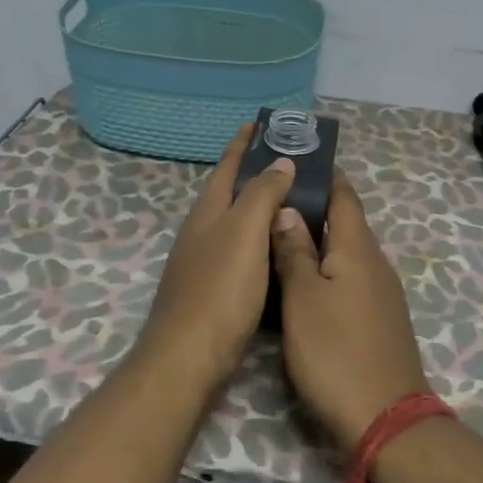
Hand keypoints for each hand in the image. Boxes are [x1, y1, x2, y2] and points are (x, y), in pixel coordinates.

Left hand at [139, 128, 296, 392]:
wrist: (189, 358)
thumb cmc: (220, 289)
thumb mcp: (244, 233)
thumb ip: (262, 195)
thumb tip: (281, 162)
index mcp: (208, 213)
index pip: (227, 167)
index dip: (242, 145)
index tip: (260, 124)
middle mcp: (202, 233)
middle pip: (230, 194)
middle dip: (255, 175)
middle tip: (292, 164)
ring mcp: (204, 263)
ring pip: (236, 225)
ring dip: (260, 210)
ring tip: (293, 203)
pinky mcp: (214, 292)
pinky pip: (243, 253)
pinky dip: (262, 242)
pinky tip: (279, 252)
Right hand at [270, 172, 432, 448]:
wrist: (384, 417)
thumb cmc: (335, 351)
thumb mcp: (303, 298)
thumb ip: (294, 252)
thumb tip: (287, 210)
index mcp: (357, 248)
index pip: (344, 196)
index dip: (324, 176)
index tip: (297, 162)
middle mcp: (375, 262)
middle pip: (346, 223)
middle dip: (315, 208)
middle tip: (273, 200)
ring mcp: (381, 292)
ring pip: (346, 253)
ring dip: (319, 241)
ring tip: (280, 236)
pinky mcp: (379, 318)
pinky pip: (350, 278)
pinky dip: (327, 269)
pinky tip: (304, 281)